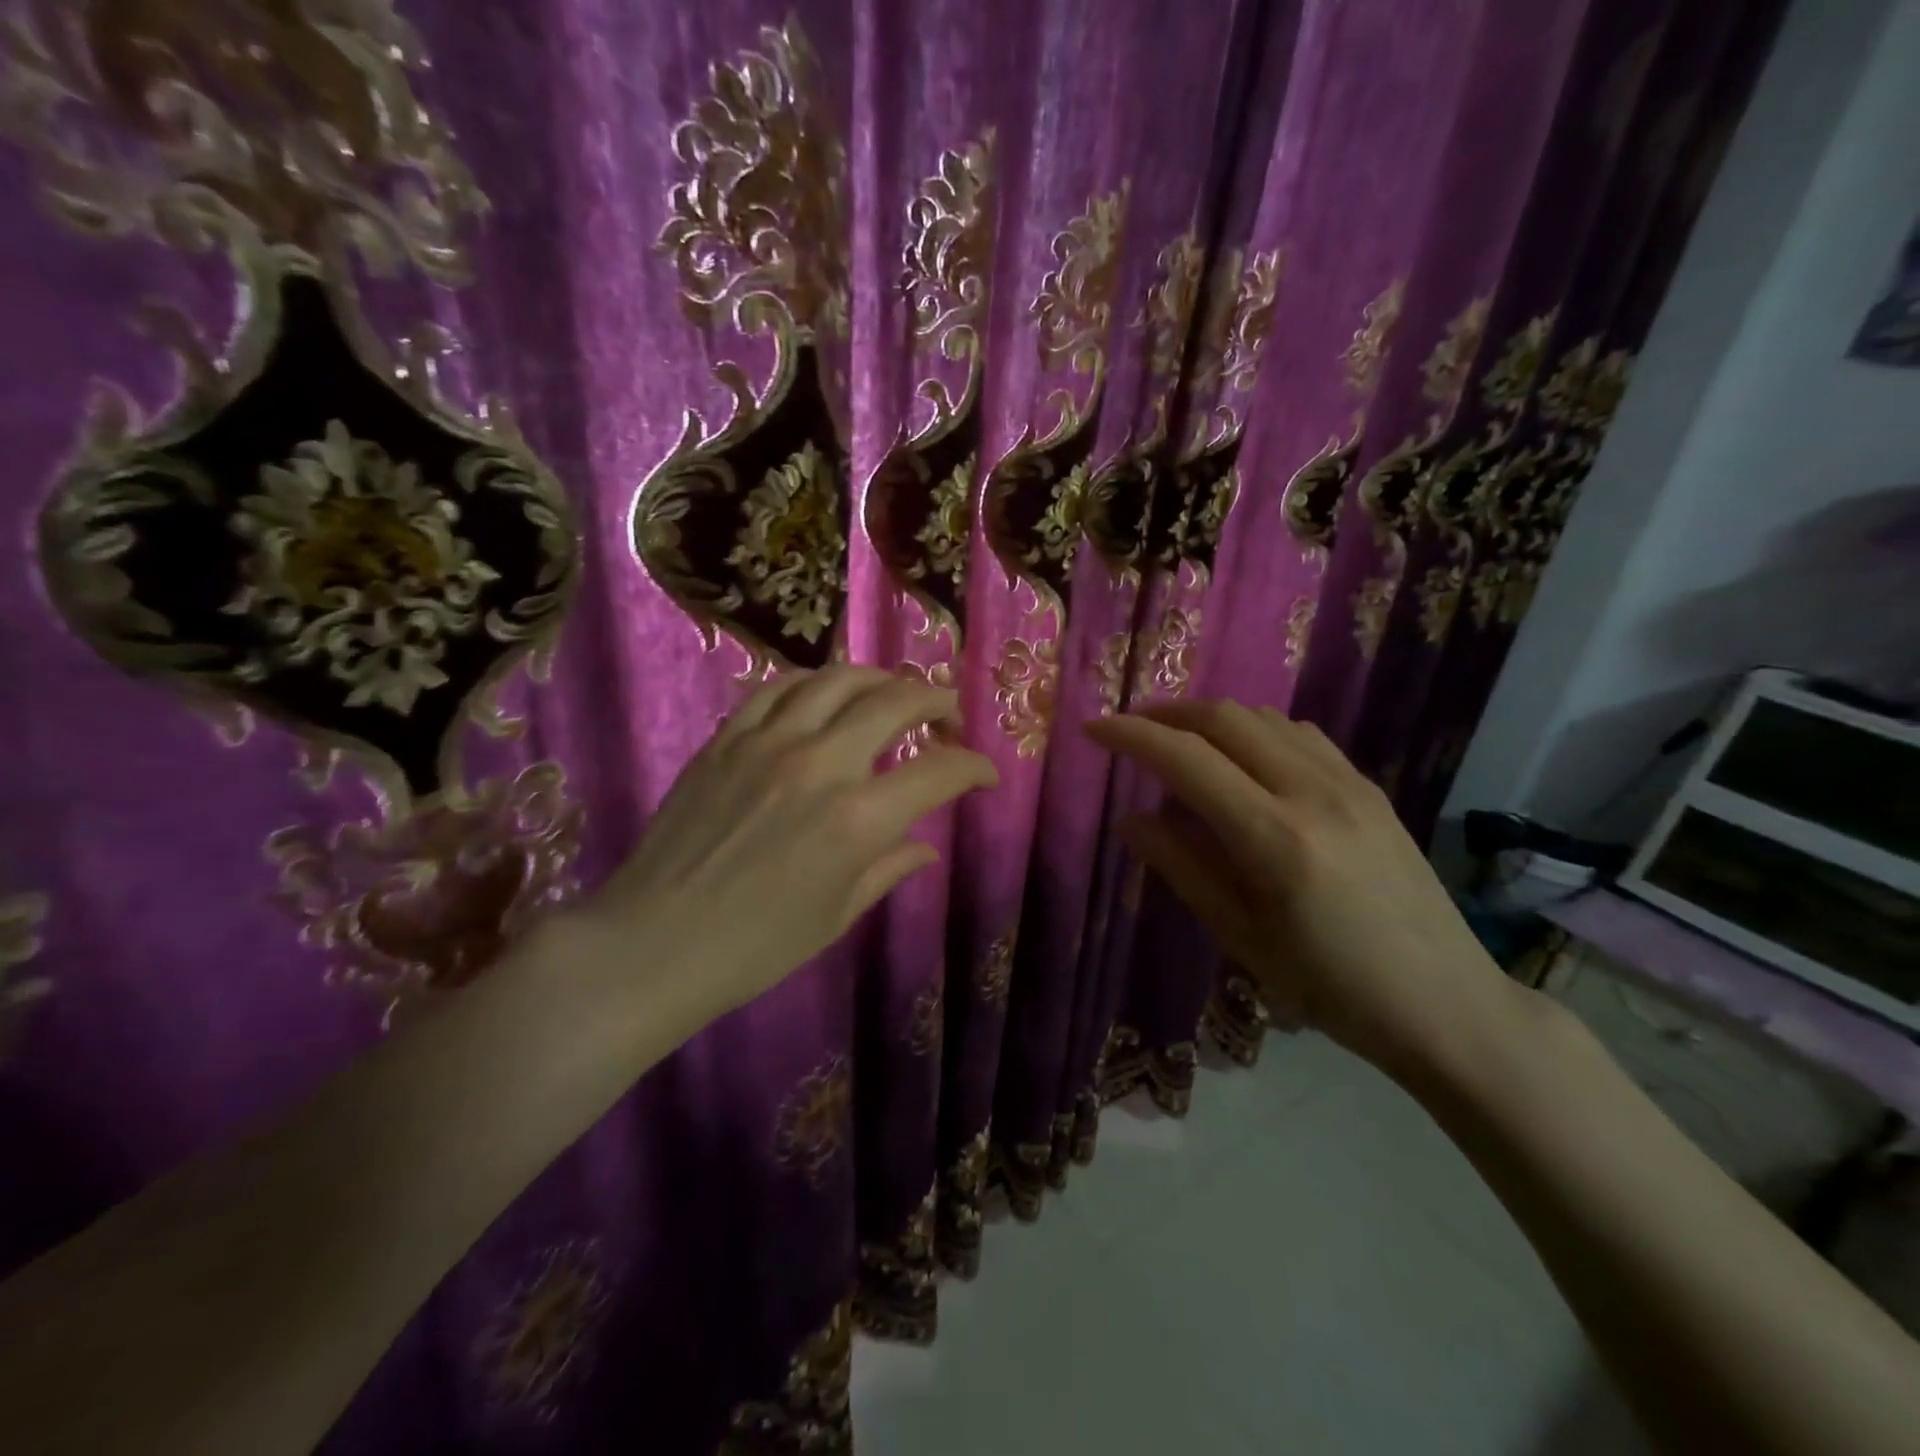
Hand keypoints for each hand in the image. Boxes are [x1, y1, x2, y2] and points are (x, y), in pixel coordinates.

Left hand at [578, 665, 996, 1029]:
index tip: (984, 774)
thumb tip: (924, 846)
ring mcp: (769, 742)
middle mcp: (821, 764)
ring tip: (893, 694)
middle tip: (948, 716)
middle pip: (896, 701)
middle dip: (937, 700)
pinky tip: (823, 698)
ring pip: (838, 679)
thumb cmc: (755, 946)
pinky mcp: (727, 738)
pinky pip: (778, 687)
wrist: (652, 943)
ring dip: (879, 679)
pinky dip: (814, 684)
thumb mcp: (837, 915)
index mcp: (858, 819)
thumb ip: (888, 869)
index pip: (940, 771)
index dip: (975, 766)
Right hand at [1084, 700, 1512, 1075]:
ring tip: (1179, 742)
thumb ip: (1182, 868)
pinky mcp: (1370, 788)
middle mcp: (1313, 793)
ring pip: (1263, 717)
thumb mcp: (1242, 938)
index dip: (1131, 736)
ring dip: (1210, 718)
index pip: (1186, 759)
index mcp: (1274, 838)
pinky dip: (1255, 730)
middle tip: (1131, 731)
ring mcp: (1349, 784)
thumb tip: (1131, 818)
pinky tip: (1244, 758)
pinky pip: (1300, 734)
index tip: (1093, 731)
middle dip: (1166, 714)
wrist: (1447, 1003)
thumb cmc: (1331, 987)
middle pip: (1224, 718)